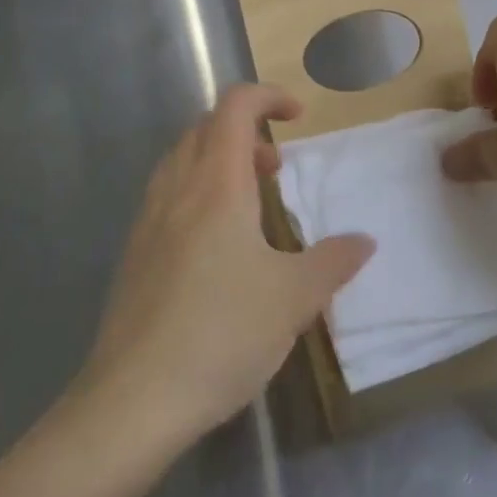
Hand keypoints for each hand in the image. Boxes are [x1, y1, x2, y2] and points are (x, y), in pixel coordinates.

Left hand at [78, 85, 374, 452]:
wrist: (133, 400)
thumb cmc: (221, 334)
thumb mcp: (293, 299)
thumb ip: (332, 262)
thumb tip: (363, 241)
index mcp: (217, 185)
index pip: (235, 107)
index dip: (268, 96)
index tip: (298, 117)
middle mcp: (178, 189)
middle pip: (205, 128)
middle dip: (246, 132)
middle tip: (277, 169)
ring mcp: (148, 220)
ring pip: (181, 160)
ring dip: (218, 161)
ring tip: (249, 204)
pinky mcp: (134, 254)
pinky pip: (167, 196)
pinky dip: (195, 193)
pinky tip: (214, 247)